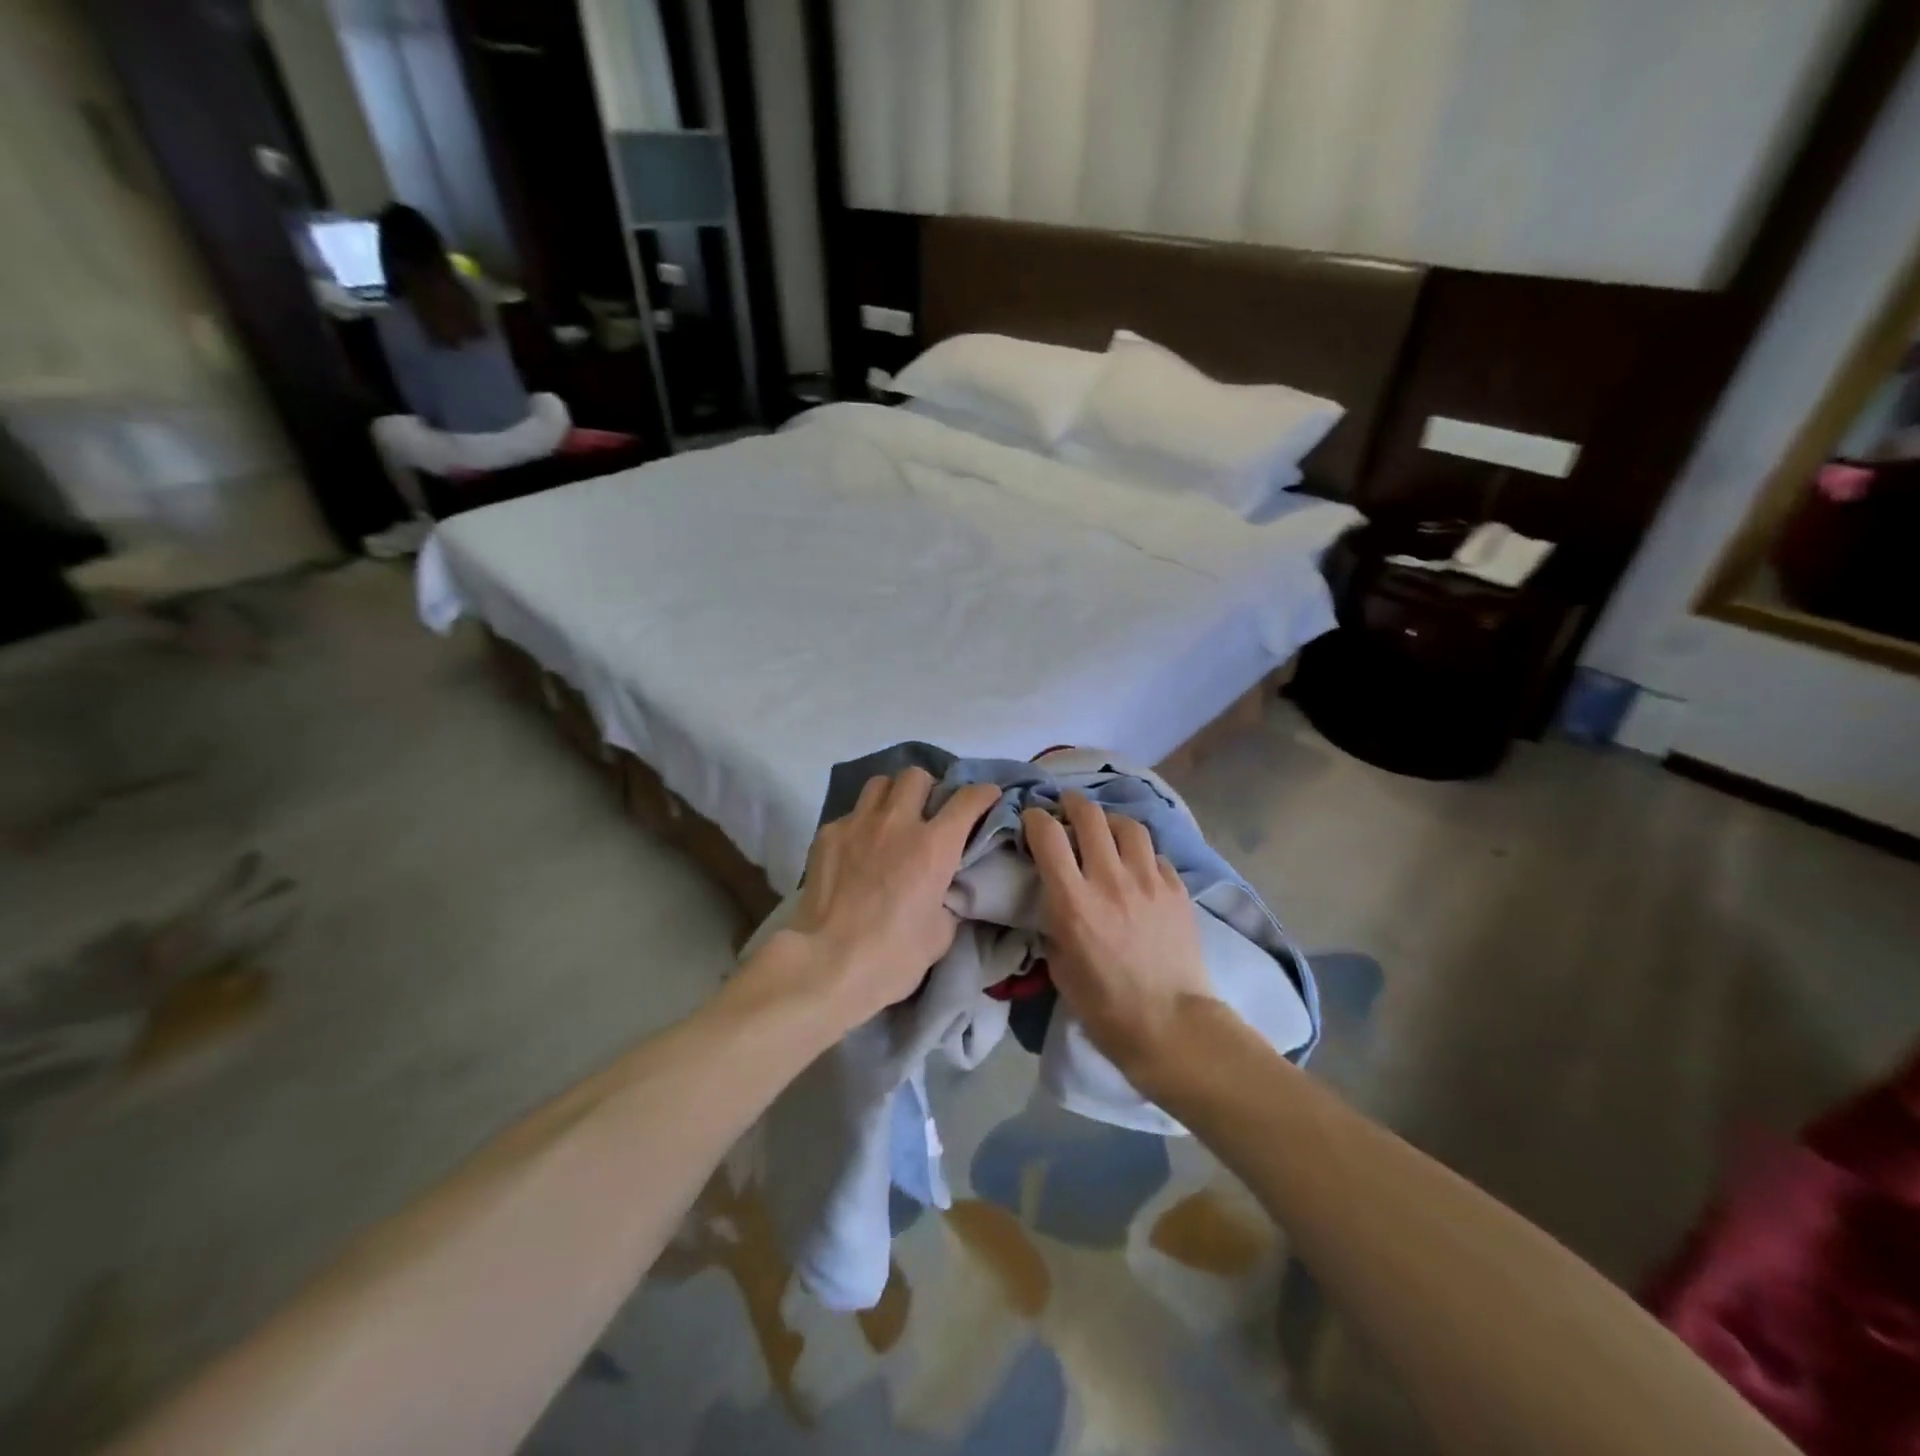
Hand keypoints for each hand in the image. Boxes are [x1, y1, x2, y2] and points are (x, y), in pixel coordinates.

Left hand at [781, 769, 1001, 1026]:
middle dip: (928, 789)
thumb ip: (947, 899)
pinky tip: (857, 850)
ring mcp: (857, 824)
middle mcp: (897, 823)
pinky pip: (851, 814)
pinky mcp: (827, 835)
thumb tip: (942, 890)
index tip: (988, 797)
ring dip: (892, 796)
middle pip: (916, 776)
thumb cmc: (892, 957)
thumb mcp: (940, 934)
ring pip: (879, 784)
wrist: (826, 965)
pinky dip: (861, 824)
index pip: (967, 799)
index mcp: (934, 846)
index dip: (983, 794)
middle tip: (927, 812)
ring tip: (891, 820)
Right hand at [1023, 792, 1216, 1085]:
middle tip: (1066, 807)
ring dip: (1110, 821)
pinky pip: (1156, 854)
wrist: (1171, 1025)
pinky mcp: (1177, 889)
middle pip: (1090, 816)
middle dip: (1072, 804)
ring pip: (1128, 825)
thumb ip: (1054, 925)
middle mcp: (1110, 879)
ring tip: (1105, 828)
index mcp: (1073, 901)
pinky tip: (1138, 866)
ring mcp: (1149, 881)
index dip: (1035, 818)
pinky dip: (1141, 853)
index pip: (1048, 835)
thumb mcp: (1060, 967)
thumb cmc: (1105, 1007)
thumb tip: (1055, 902)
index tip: (1032, 819)